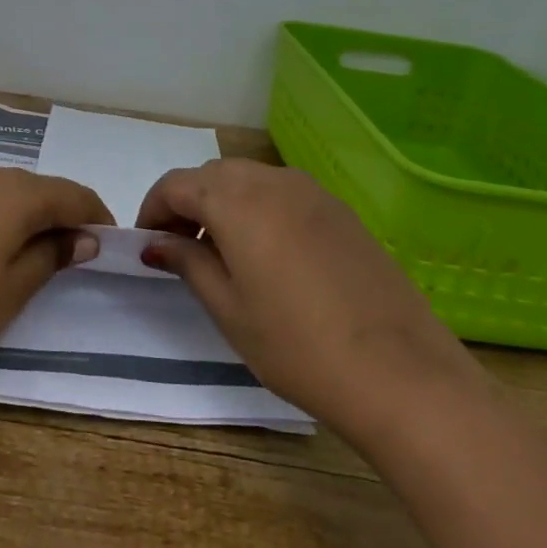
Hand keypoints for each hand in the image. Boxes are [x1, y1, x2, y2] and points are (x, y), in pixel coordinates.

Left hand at [0, 160, 110, 385]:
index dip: (96, 216)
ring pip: (6, 191)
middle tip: (72, 257)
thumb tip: (82, 237)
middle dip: (62, 216)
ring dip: (28, 216)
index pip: (72, 194)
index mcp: (13, 194)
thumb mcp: (8, 293)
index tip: (109, 244)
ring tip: (31, 256)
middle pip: (39, 188)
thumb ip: (49, 257)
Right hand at [138, 160, 470, 438]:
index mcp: (237, 201)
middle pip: (214, 175)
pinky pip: (284, 193)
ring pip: (250, 179)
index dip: (153, 209)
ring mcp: (313, 192)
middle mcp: (273, 181)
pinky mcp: (341, 211)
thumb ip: (188, 263)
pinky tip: (267, 253)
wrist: (399, 372)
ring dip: (224, 202)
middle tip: (180, 247)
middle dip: (187, 202)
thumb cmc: (296, 346)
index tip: (147, 243)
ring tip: (222, 252)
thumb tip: (157, 243)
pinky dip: (259, 208)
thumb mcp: (228, 309)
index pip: (177, 184)